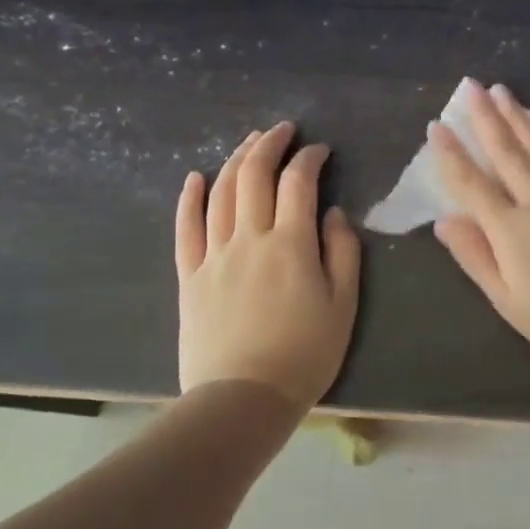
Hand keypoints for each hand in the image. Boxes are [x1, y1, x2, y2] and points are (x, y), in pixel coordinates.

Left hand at [175, 122, 361, 409]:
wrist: (243, 398)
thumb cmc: (305, 354)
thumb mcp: (343, 305)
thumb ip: (342, 253)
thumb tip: (333, 214)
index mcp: (291, 244)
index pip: (298, 183)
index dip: (310, 158)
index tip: (320, 150)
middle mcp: (249, 238)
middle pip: (253, 176)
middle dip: (269, 145)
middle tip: (282, 130)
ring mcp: (214, 255)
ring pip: (220, 193)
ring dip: (235, 160)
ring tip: (249, 143)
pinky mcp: (189, 277)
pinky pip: (185, 229)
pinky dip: (189, 198)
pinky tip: (195, 177)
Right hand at [430, 82, 529, 372]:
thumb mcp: (507, 301)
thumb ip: (475, 257)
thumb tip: (444, 220)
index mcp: (510, 229)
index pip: (471, 184)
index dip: (452, 155)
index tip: (437, 126)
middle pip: (507, 152)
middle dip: (486, 118)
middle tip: (472, 86)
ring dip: (519, 116)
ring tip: (502, 90)